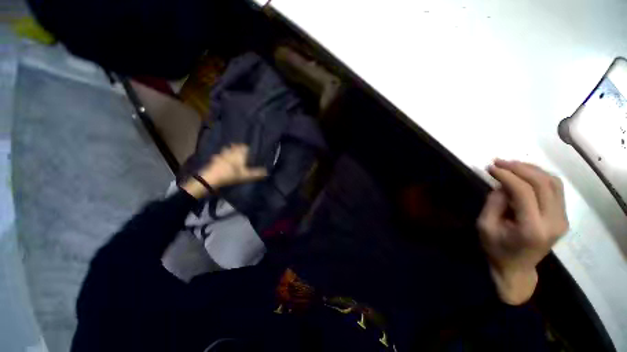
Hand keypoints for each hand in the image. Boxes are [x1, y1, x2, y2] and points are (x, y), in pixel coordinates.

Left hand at [181, 144, 267, 198]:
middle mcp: (230, 152)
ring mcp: (221, 155)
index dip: (246, 147)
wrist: (211, 178)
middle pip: (234, 146)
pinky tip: (220, 160)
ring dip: (229, 150)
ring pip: (226, 150)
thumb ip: (257, 173)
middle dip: (237, 147)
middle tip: (240, 150)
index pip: (244, 147)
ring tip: (231, 154)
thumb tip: (268, 172)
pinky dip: (221, 156)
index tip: (249, 149)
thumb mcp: (246, 176)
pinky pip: (218, 156)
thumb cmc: (231, 175)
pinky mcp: (214, 160)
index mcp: (238, 154)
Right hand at [477, 160, 568, 304]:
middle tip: (500, 162)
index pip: (525, 192)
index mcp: (532, 229)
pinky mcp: (563, 217)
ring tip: (511, 165)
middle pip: (543, 184)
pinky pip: (556, 189)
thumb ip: (494, 203)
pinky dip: (540, 177)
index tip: (491, 167)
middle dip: (520, 168)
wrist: (516, 268)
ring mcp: (562, 220)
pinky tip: (525, 174)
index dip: (507, 175)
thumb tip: (502, 184)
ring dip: (532, 170)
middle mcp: (554, 222)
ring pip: (553, 183)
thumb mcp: (485, 226)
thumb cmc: (496, 248)